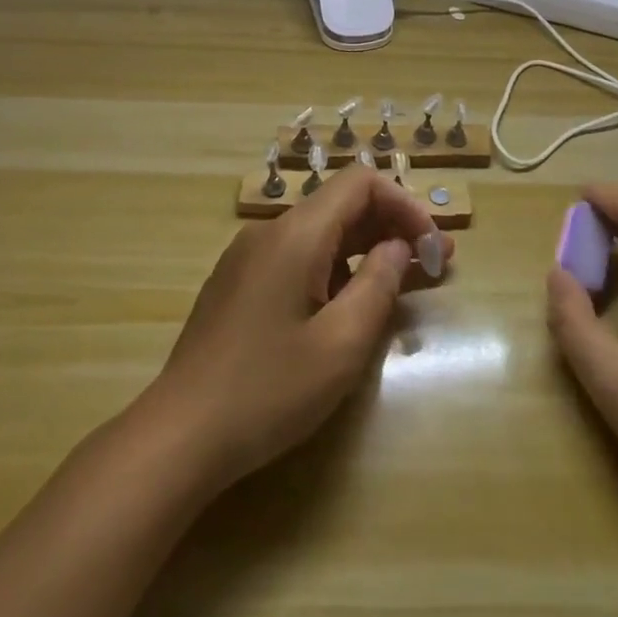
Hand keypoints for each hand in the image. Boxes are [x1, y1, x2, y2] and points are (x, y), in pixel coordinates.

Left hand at [146, 165, 452, 482]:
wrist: (180, 433)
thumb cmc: (267, 390)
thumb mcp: (339, 346)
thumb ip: (377, 286)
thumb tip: (399, 247)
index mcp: (295, 234)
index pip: (359, 183)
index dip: (404, 203)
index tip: (434, 245)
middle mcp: (269, 231)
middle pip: (340, 206)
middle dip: (391, 227)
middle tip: (437, 262)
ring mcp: (249, 255)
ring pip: (319, 234)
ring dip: (365, 249)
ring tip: (405, 281)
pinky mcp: (239, 282)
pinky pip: (296, 257)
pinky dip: (334, 268)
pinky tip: (351, 302)